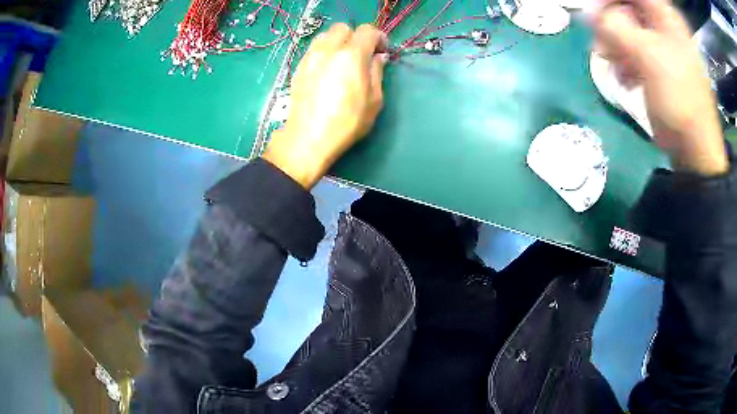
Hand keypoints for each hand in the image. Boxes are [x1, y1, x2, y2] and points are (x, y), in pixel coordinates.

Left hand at [263, 23, 388, 188]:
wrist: (308, 138)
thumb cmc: (347, 122)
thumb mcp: (374, 100)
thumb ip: (377, 72)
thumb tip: (378, 57)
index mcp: (352, 55)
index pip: (367, 31)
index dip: (378, 37)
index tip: (382, 51)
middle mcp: (329, 49)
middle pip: (343, 28)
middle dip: (356, 36)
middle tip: (362, 54)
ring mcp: (311, 57)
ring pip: (325, 35)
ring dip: (338, 41)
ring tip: (343, 60)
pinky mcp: (299, 67)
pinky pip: (314, 49)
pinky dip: (324, 51)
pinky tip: (328, 69)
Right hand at [591, 0, 728, 175]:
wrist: (694, 150)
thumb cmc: (679, 100)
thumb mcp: (648, 56)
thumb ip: (616, 26)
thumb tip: (588, 13)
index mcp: (665, 18)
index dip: (610, 0)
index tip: (594, 14)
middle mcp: (662, 27)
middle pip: (625, 8)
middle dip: (609, 23)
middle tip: (602, 43)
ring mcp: (660, 49)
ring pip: (626, 30)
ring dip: (614, 45)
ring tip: (613, 65)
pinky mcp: (656, 68)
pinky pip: (631, 53)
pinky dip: (623, 63)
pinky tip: (625, 79)